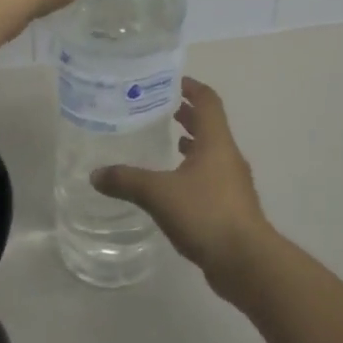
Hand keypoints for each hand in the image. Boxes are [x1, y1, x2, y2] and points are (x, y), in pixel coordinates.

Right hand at [93, 79, 274, 298]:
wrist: (246, 261)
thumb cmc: (206, 214)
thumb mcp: (159, 194)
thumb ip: (127, 181)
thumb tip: (96, 174)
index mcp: (216, 142)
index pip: (208, 101)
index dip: (192, 88)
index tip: (173, 81)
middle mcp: (228, 156)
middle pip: (210, 125)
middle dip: (189, 115)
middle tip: (163, 109)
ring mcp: (233, 183)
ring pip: (211, 153)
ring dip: (193, 144)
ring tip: (170, 142)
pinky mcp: (232, 206)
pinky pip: (211, 177)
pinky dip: (195, 171)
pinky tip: (175, 186)